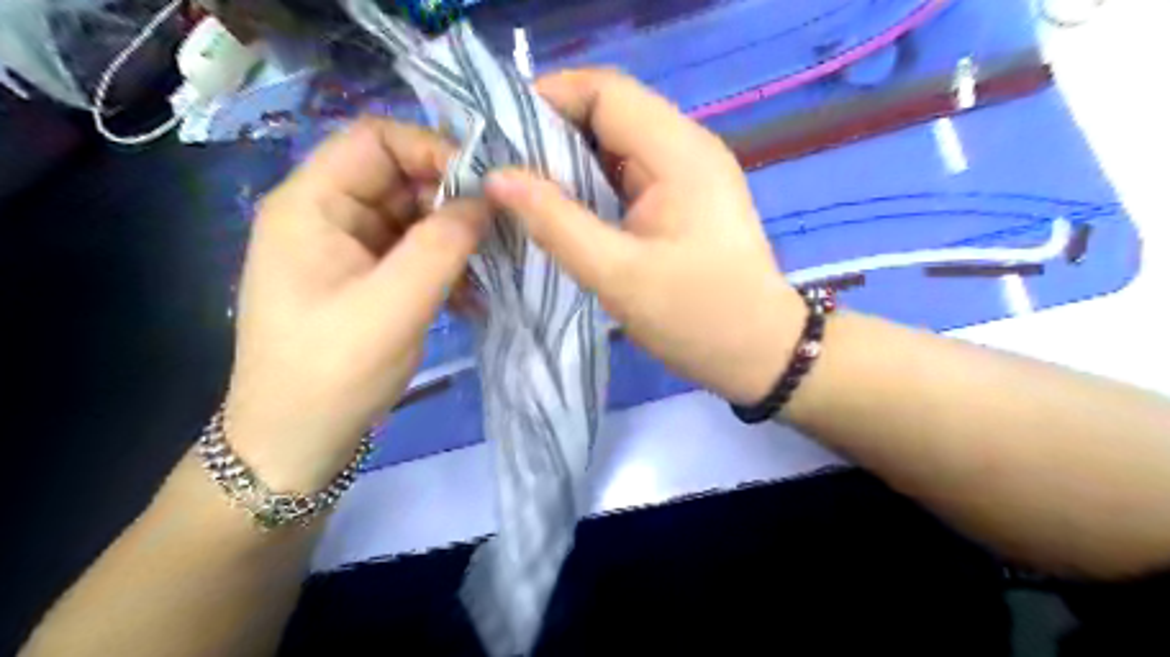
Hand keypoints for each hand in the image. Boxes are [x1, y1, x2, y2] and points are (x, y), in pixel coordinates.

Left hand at [224, 118, 488, 490]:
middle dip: (453, 199)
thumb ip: (443, 245)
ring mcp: (348, 248)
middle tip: (502, 229)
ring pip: (414, 216)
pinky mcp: (367, 278)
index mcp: (311, 204)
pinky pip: (414, 252)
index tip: (486, 185)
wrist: (296, 442)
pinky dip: (446, 265)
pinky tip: (472, 295)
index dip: (433, 149)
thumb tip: (487, 199)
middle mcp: (326, 215)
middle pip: (399, 177)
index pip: (376, 139)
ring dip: (455, 237)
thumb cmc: (333, 372)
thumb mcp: (393, 305)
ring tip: (493, 266)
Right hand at [484, 70, 805, 401]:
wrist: (760, 353)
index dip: (547, 99)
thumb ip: (556, 222)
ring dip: (570, 160)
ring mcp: (689, 173)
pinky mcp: (685, 198)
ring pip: (616, 143)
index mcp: (679, 153)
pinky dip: (592, 183)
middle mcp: (687, 147)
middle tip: (503, 168)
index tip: (498, 135)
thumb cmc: (696, 317)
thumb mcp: (618, 274)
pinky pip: (629, 173)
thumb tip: (497, 177)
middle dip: (551, 132)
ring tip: (524, 190)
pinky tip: (564, 209)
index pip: (604, 91)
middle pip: (609, 112)